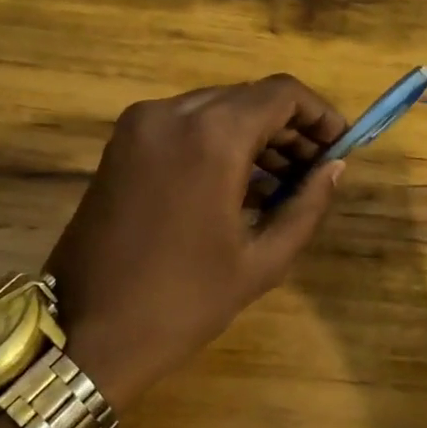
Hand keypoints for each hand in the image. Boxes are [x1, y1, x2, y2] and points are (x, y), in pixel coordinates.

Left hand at [46, 75, 347, 403]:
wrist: (86, 333)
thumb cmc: (183, 302)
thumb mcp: (261, 260)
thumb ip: (306, 205)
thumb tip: (334, 168)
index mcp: (210, 136)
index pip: (281, 93)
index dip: (319, 114)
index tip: (340, 146)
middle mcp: (172, 113)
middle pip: (248, 98)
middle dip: (289, 128)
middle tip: (316, 170)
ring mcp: (140, 125)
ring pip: (216, 109)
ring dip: (254, 135)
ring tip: (283, 183)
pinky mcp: (121, 144)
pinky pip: (184, 126)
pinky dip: (218, 143)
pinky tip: (239, 185)